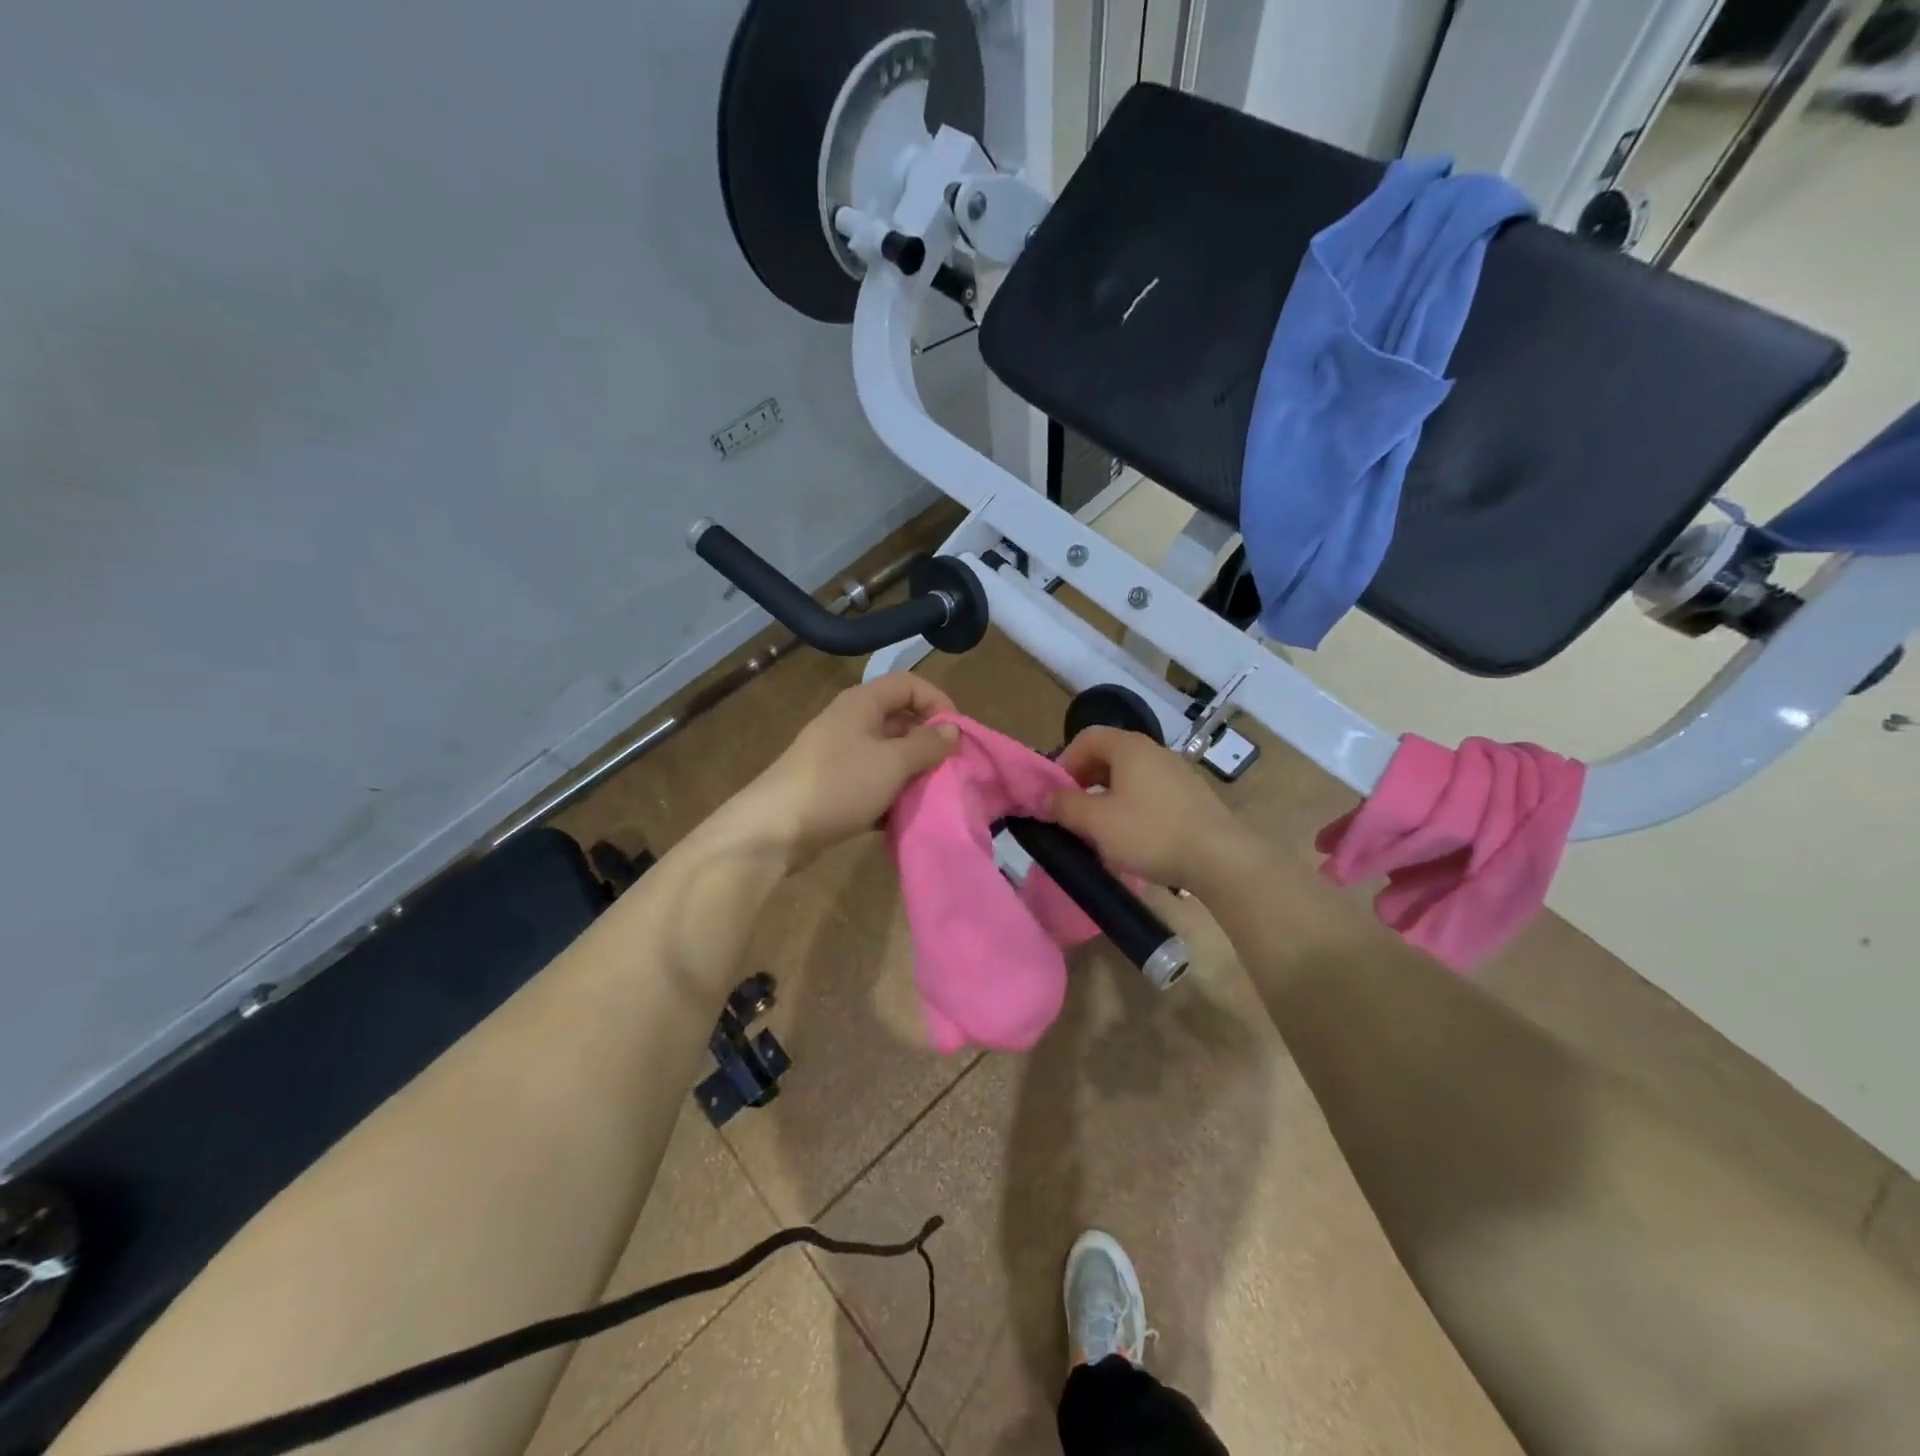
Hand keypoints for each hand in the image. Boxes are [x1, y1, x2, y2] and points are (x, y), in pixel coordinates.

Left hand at [728, 673, 959, 869]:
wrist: (775, 829)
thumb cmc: (839, 784)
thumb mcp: (892, 762)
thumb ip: (927, 744)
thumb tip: (952, 730)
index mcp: (862, 703)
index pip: (910, 684)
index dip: (938, 702)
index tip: (957, 736)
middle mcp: (850, 722)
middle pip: (901, 721)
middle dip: (929, 745)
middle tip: (950, 771)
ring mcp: (839, 755)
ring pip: (888, 756)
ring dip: (912, 774)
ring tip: (930, 797)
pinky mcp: (833, 786)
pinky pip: (872, 783)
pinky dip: (889, 796)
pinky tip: (901, 819)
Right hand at [1047, 727, 1254, 896]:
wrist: (1220, 858)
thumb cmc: (1151, 833)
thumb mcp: (1097, 822)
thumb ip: (1066, 805)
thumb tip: (1045, 795)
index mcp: (1129, 748)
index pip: (1087, 737)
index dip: (1065, 761)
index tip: (1056, 792)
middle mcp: (1154, 751)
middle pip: (1109, 755)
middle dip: (1085, 781)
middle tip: (1075, 811)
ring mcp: (1177, 772)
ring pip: (1130, 776)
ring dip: (1109, 796)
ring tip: (1102, 829)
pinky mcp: (1192, 795)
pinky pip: (1151, 792)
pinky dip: (1134, 806)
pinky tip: (1134, 838)